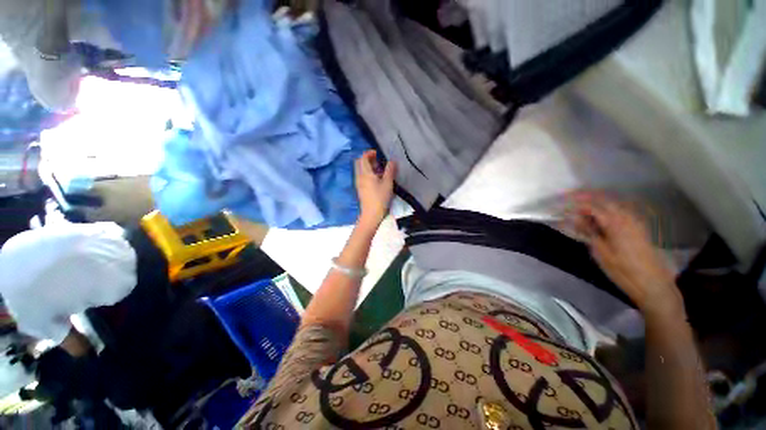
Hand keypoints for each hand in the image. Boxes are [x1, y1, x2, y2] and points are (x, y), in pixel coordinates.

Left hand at [355, 150, 396, 227]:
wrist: (371, 214)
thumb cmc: (380, 198)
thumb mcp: (388, 183)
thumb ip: (390, 170)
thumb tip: (392, 161)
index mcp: (365, 173)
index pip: (363, 158)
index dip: (369, 153)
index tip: (378, 154)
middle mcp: (359, 176)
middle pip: (359, 163)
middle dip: (368, 159)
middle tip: (378, 161)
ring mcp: (358, 183)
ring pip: (360, 170)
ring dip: (368, 167)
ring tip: (379, 171)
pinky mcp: (360, 190)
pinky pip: (362, 177)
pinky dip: (367, 174)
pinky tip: (377, 180)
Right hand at [567, 192, 682, 316]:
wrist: (653, 284)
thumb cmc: (623, 271)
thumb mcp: (600, 253)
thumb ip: (589, 232)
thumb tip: (575, 218)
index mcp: (615, 223)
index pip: (592, 206)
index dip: (576, 203)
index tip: (563, 203)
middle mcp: (626, 218)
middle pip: (604, 201)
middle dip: (586, 199)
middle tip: (570, 201)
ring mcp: (635, 222)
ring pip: (613, 205)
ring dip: (597, 203)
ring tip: (582, 209)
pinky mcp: (638, 229)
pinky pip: (621, 212)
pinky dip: (608, 210)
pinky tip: (601, 217)